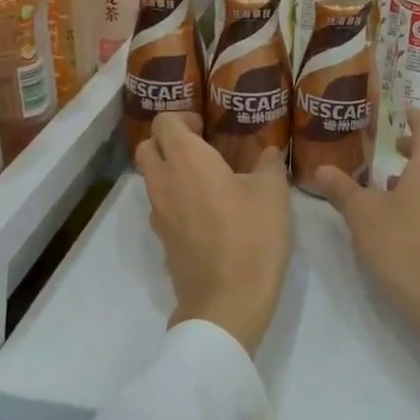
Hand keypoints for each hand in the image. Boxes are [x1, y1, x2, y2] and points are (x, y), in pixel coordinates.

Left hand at [134, 112, 292, 355]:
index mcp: (186, 160)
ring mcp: (158, 214)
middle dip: (168, 141)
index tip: (206, 127)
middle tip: (201, 149)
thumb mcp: (272, 193)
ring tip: (209, 181)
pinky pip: (162, 207)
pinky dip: (176, 200)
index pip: (164, 122)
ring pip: (151, 178)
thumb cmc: (252, 236)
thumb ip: (268, 164)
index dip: (183, 118)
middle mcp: (163, 181)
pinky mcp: (162, 240)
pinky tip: (208, 212)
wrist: (227, 301)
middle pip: (147, 147)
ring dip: (171, 171)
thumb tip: (267, 152)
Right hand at [311, 107, 419, 395]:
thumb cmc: (404, 247)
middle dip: (413, 148)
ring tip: (388, 184)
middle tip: (390, 146)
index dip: (414, 116)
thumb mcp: (363, 216)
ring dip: (417, 176)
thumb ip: (342, 189)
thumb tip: (321, 169)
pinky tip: (402, 217)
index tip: (402, 110)